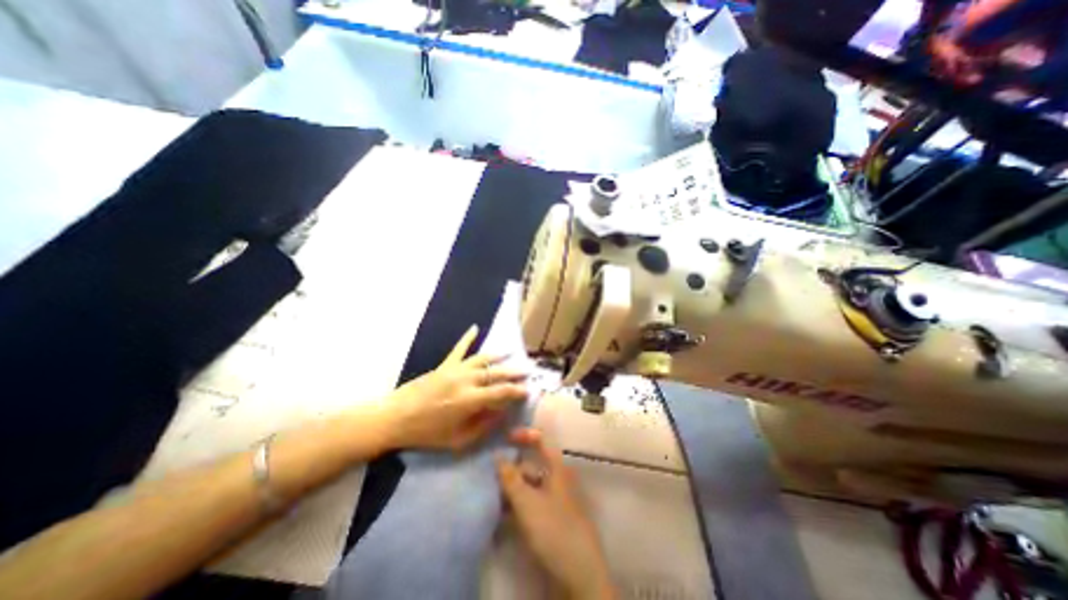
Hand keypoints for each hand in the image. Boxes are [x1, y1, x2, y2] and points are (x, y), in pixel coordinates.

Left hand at [389, 327, 528, 449]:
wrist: (395, 417)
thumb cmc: (427, 433)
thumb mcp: (458, 440)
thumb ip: (483, 425)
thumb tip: (501, 412)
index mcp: (470, 400)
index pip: (501, 392)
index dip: (517, 391)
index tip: (528, 390)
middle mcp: (466, 380)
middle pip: (496, 373)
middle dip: (513, 372)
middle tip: (527, 371)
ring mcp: (455, 369)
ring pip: (482, 359)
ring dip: (498, 356)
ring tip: (511, 353)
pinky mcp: (445, 365)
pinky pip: (459, 348)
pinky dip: (467, 338)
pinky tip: (475, 327)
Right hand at [497, 428, 612, 596]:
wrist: (578, 575)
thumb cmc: (553, 529)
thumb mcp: (527, 502)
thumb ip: (510, 478)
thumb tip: (497, 455)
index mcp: (557, 469)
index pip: (541, 441)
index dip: (524, 435)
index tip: (504, 437)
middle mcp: (556, 480)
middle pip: (531, 467)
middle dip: (510, 471)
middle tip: (490, 478)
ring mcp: (554, 501)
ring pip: (528, 488)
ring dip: (511, 492)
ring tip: (491, 500)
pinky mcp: (550, 520)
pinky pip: (530, 506)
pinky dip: (516, 508)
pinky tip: (501, 518)